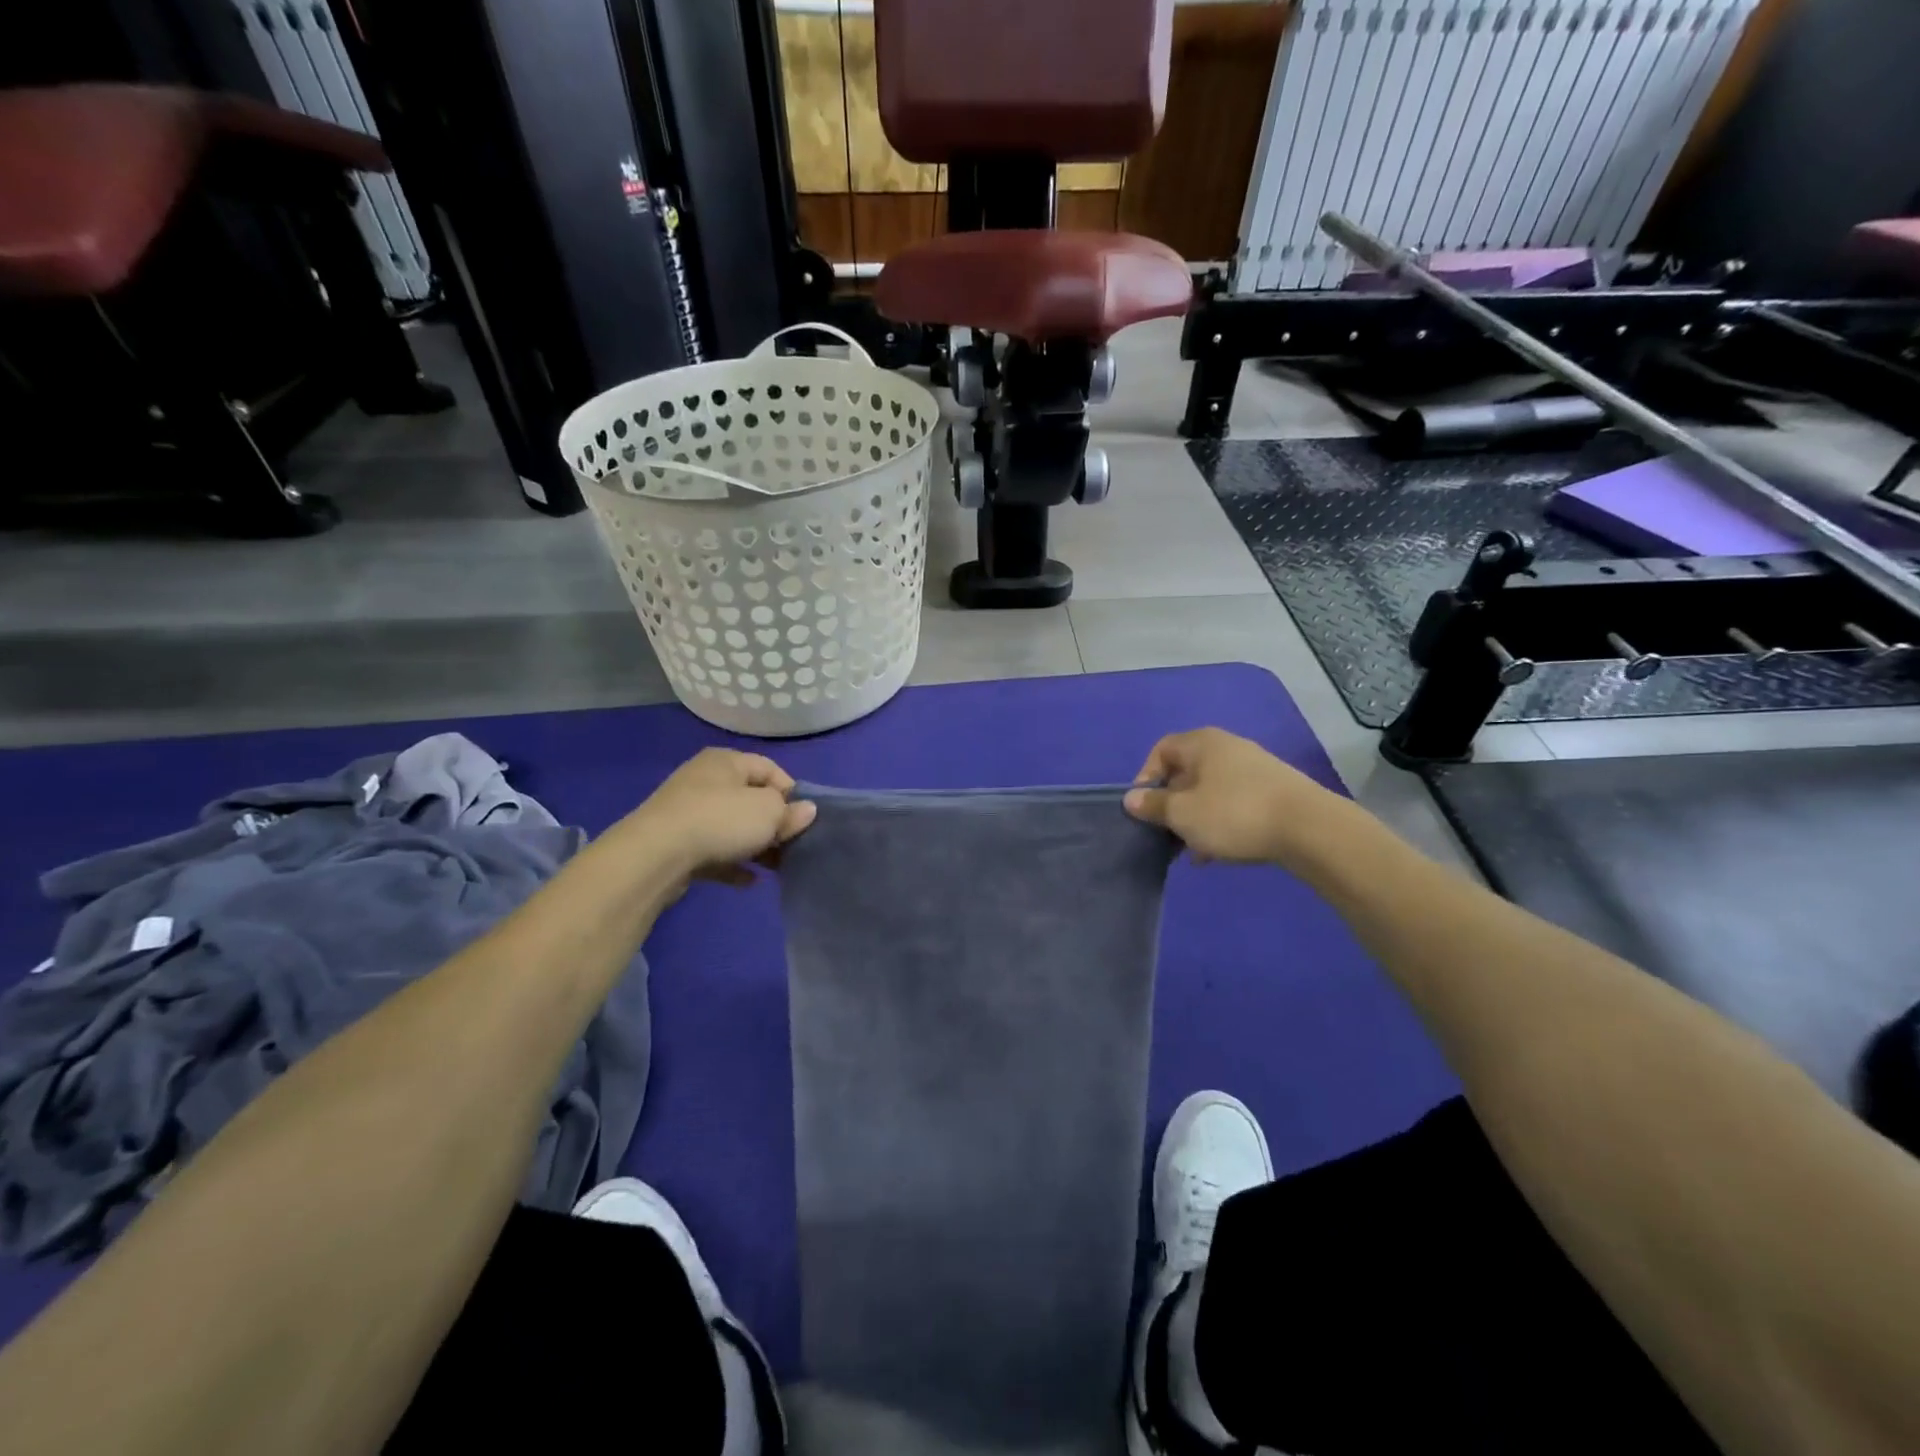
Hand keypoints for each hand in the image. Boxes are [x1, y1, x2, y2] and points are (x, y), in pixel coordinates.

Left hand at [632, 749, 815, 886]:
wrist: (656, 855)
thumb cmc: (720, 820)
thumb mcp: (768, 812)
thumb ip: (790, 812)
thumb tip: (807, 811)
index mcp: (727, 762)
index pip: (770, 769)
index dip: (792, 793)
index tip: (804, 819)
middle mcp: (705, 780)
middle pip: (750, 799)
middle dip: (774, 823)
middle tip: (793, 845)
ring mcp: (687, 812)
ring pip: (732, 827)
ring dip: (755, 846)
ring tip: (776, 867)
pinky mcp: (676, 843)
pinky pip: (714, 851)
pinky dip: (733, 864)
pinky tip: (750, 881)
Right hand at [1123, 728, 1327, 865]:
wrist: (1309, 829)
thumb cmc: (1233, 814)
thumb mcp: (1183, 813)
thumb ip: (1153, 805)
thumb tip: (1131, 798)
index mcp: (1202, 743)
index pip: (1161, 750)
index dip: (1146, 777)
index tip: (1144, 808)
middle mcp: (1227, 748)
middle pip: (1186, 773)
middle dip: (1171, 804)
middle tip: (1165, 833)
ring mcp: (1253, 769)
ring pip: (1209, 792)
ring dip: (1195, 819)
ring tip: (1191, 850)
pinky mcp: (1273, 792)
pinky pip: (1233, 804)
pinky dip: (1220, 824)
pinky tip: (1218, 852)